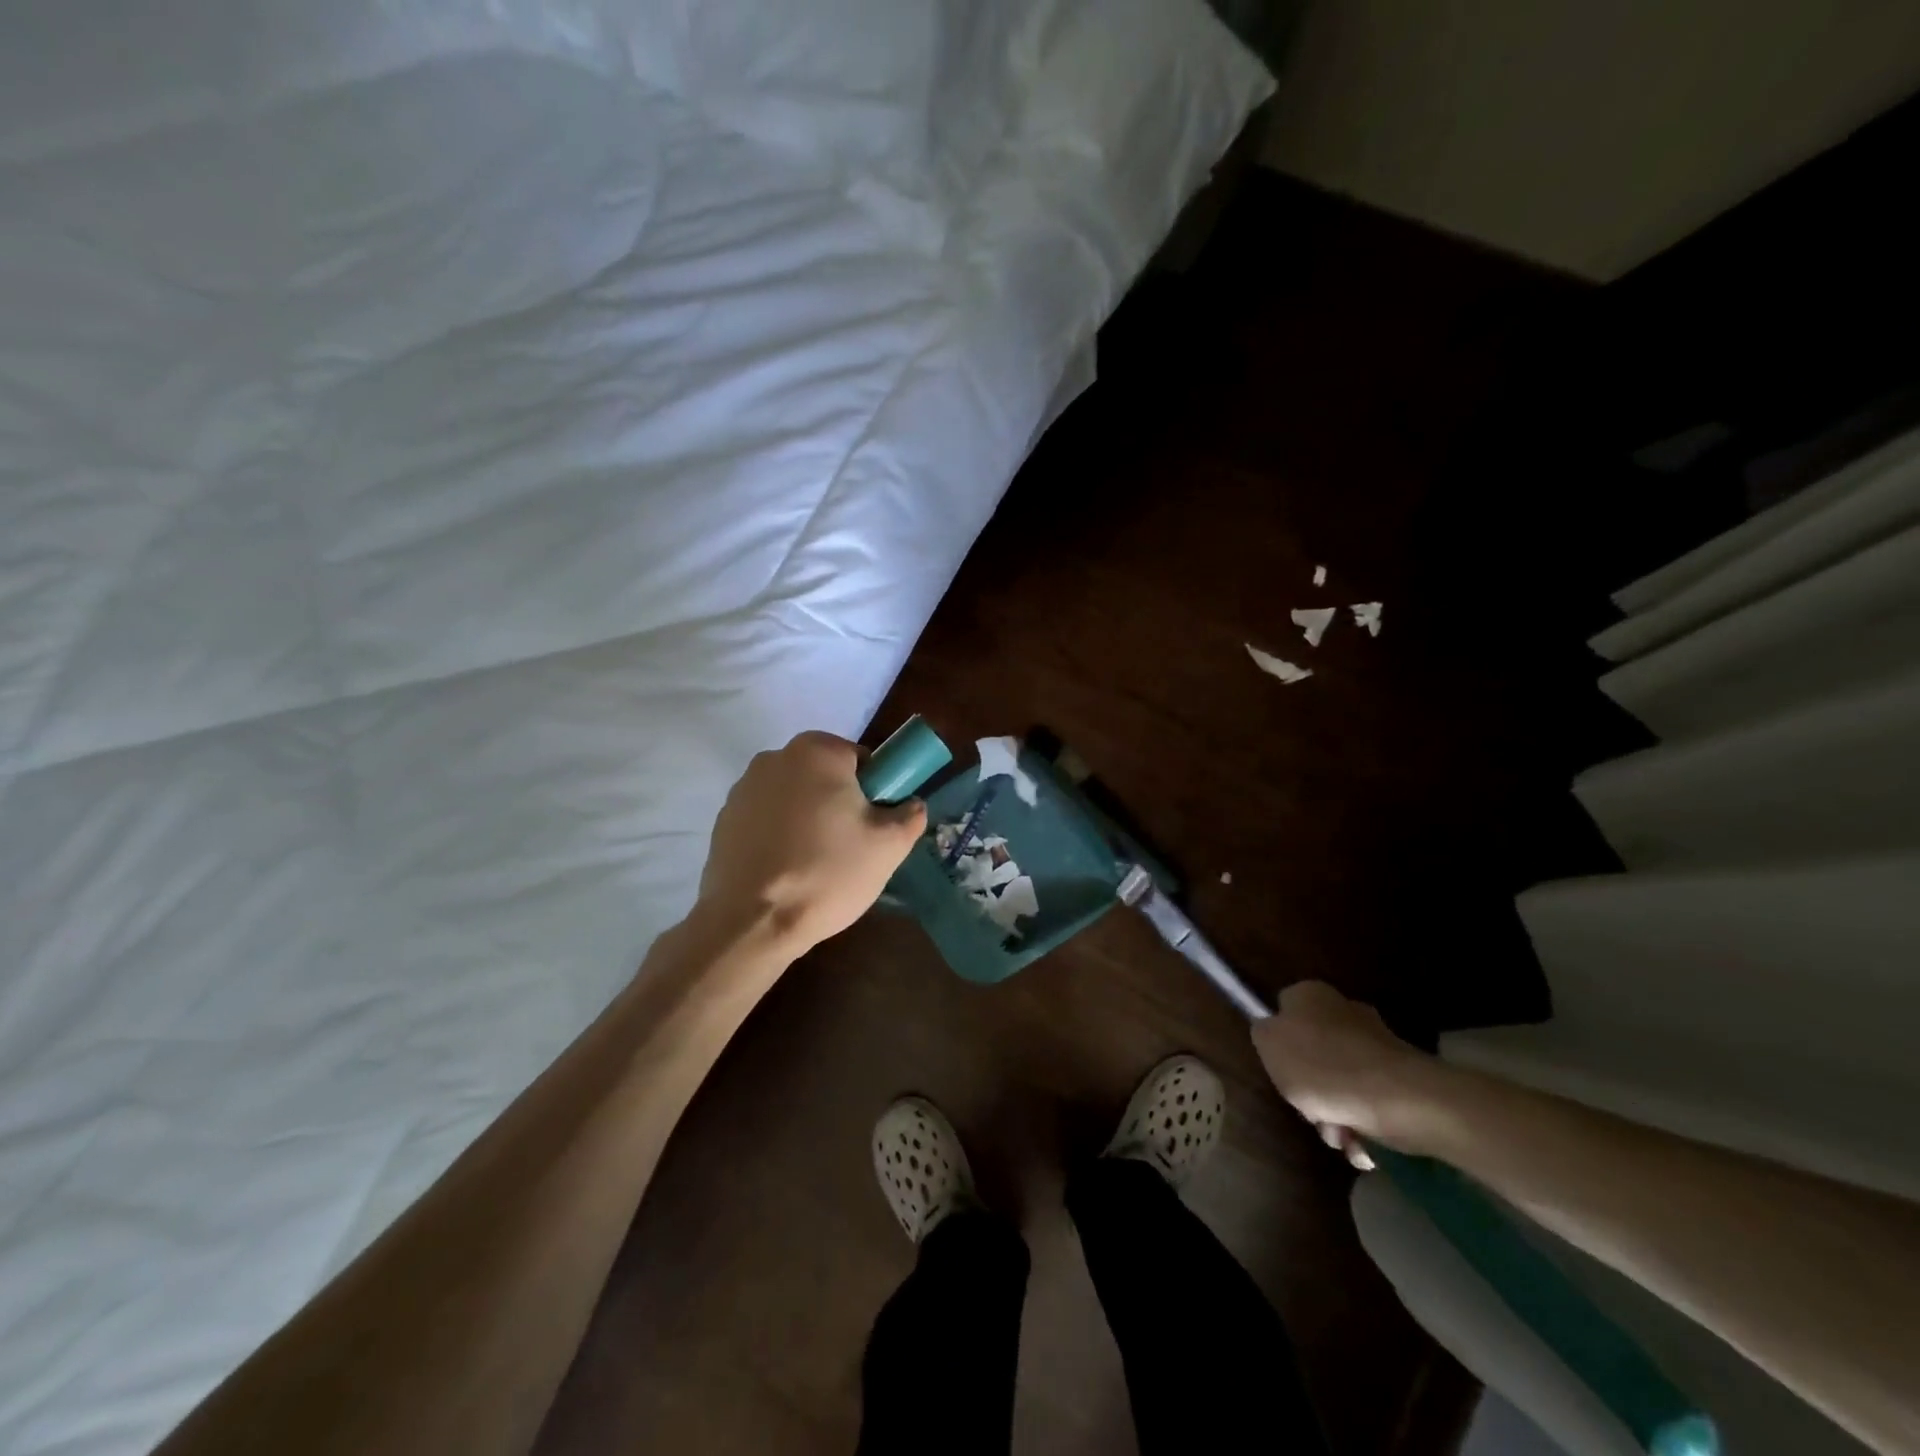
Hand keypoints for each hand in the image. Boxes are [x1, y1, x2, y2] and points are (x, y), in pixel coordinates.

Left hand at [696, 731, 926, 953]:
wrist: (752, 922)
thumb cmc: (827, 873)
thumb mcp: (889, 846)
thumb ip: (910, 815)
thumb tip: (911, 805)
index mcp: (817, 751)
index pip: (860, 758)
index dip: (874, 790)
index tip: (874, 825)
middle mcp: (774, 757)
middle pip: (824, 775)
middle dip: (838, 802)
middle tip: (850, 847)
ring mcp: (742, 789)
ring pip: (793, 797)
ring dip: (807, 819)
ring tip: (815, 864)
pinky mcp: (722, 820)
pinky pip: (765, 819)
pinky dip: (778, 836)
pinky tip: (785, 870)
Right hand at [1251, 981, 1448, 1168]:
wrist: (1399, 1100)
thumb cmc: (1323, 1067)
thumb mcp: (1268, 1043)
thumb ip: (1263, 1032)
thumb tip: (1272, 1030)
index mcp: (1310, 995)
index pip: (1282, 1012)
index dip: (1278, 1044)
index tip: (1280, 1071)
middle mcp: (1344, 1011)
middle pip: (1312, 1054)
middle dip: (1309, 1090)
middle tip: (1309, 1111)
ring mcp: (1376, 1045)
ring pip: (1339, 1084)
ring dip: (1333, 1116)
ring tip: (1339, 1134)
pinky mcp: (1400, 1078)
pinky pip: (1368, 1102)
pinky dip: (1362, 1125)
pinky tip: (1360, 1142)